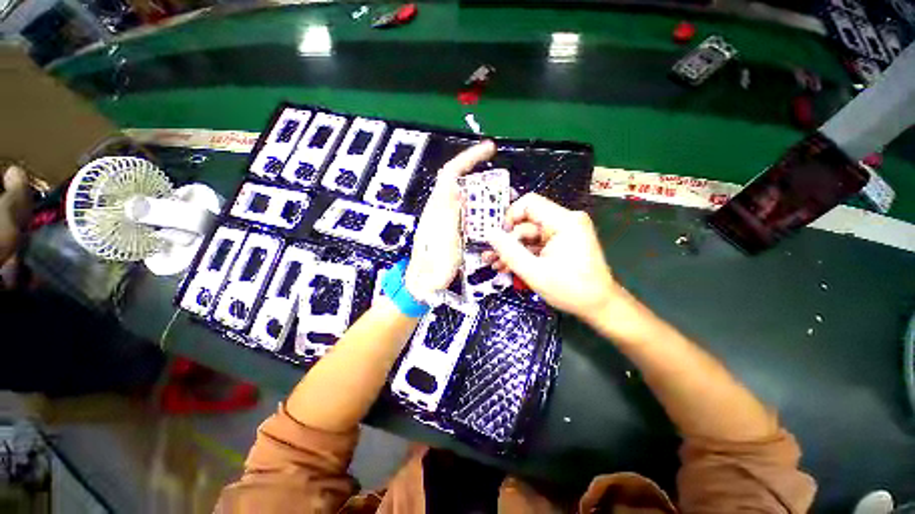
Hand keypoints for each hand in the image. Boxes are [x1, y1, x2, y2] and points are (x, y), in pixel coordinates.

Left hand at [405, 141, 495, 300]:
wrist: (425, 283)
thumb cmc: (432, 265)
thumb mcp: (442, 239)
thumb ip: (448, 213)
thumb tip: (456, 187)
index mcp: (438, 207)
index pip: (451, 173)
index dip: (469, 158)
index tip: (489, 149)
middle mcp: (442, 209)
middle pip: (462, 184)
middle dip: (484, 180)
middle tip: (505, 189)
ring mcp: (448, 220)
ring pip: (468, 199)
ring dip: (486, 198)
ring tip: (504, 206)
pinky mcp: (453, 230)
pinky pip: (470, 214)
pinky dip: (483, 213)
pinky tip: (493, 220)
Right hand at [484, 193, 618, 322]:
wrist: (599, 306)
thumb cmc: (570, 290)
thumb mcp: (534, 272)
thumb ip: (509, 251)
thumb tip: (489, 233)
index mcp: (564, 222)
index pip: (529, 203)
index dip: (509, 217)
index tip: (498, 237)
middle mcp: (566, 221)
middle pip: (527, 222)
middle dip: (507, 240)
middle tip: (491, 256)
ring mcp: (564, 232)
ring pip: (529, 235)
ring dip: (512, 250)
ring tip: (495, 264)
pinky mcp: (562, 243)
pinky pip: (537, 243)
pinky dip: (523, 254)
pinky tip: (508, 266)